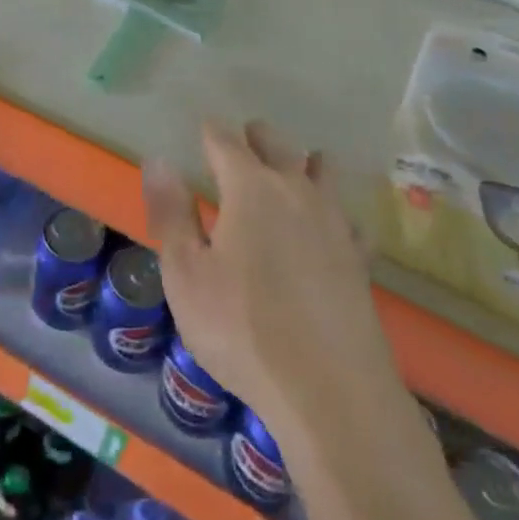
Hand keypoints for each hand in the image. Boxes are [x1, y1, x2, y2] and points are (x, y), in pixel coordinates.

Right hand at [144, 121, 387, 441]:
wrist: (331, 391)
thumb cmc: (241, 328)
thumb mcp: (185, 273)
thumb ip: (171, 212)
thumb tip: (158, 160)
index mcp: (250, 188)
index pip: (226, 142)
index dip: (211, 132)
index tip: (203, 128)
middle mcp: (295, 192)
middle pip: (277, 146)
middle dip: (257, 138)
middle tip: (245, 139)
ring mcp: (334, 224)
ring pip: (321, 172)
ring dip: (303, 162)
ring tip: (295, 165)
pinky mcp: (360, 259)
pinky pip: (347, 217)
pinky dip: (334, 209)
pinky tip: (332, 225)